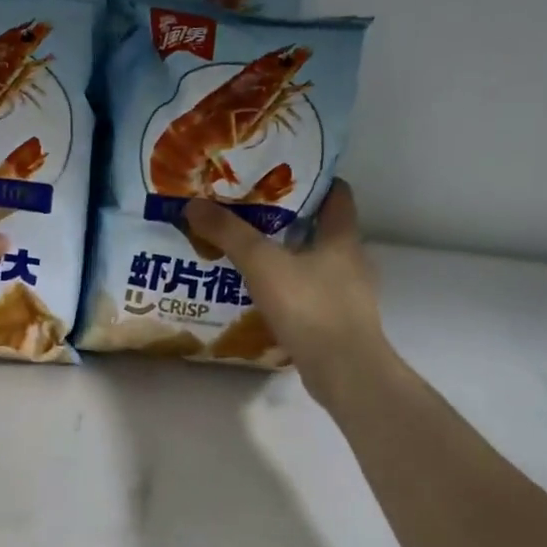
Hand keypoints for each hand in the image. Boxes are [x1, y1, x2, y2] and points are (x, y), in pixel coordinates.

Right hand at [184, 181, 402, 406]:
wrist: (344, 370)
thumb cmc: (310, 307)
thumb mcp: (262, 264)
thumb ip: (229, 234)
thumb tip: (194, 204)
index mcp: (342, 238)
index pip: (338, 195)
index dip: (315, 181)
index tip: (282, 176)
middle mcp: (352, 262)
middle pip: (324, 230)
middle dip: (292, 221)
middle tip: (253, 215)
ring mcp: (349, 296)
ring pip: (317, 266)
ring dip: (290, 259)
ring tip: (252, 258)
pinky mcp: (338, 324)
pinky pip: (313, 297)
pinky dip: (292, 292)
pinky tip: (265, 300)